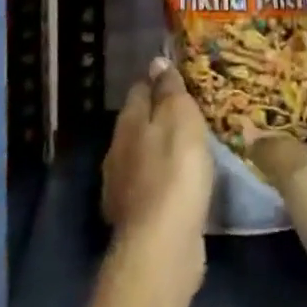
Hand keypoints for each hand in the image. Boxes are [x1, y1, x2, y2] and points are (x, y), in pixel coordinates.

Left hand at [102, 57, 214, 306]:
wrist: (162, 245)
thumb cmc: (175, 170)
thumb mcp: (179, 118)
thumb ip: (168, 90)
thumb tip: (156, 61)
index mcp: (128, 123)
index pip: (138, 89)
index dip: (157, 82)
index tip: (178, 80)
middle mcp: (117, 152)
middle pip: (137, 124)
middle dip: (157, 117)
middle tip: (188, 115)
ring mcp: (123, 188)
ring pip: (142, 157)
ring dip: (160, 152)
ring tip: (188, 150)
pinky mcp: (136, 219)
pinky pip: (151, 188)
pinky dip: (164, 182)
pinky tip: (181, 187)